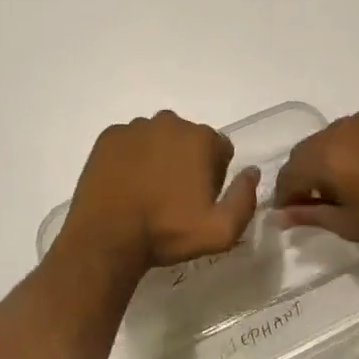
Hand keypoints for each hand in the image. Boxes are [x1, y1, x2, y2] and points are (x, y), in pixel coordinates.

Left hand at [59, 111, 259, 273]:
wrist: (107, 236)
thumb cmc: (167, 233)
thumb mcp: (221, 230)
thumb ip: (245, 198)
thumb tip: (251, 171)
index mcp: (200, 138)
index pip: (220, 149)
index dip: (215, 175)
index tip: (200, 199)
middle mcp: (169, 122)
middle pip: (188, 140)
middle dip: (187, 162)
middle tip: (174, 197)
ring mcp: (135, 126)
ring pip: (157, 139)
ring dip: (158, 157)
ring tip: (147, 192)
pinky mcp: (108, 136)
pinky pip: (128, 142)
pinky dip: (130, 157)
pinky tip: (126, 184)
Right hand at [274, 105, 358, 247]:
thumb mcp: (352, 225)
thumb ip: (312, 216)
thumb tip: (281, 215)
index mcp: (325, 156)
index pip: (289, 173)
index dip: (286, 195)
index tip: (292, 214)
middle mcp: (339, 129)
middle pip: (307, 151)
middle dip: (305, 174)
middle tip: (318, 201)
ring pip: (333, 137)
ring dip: (331, 157)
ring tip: (349, 183)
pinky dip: (356, 145)